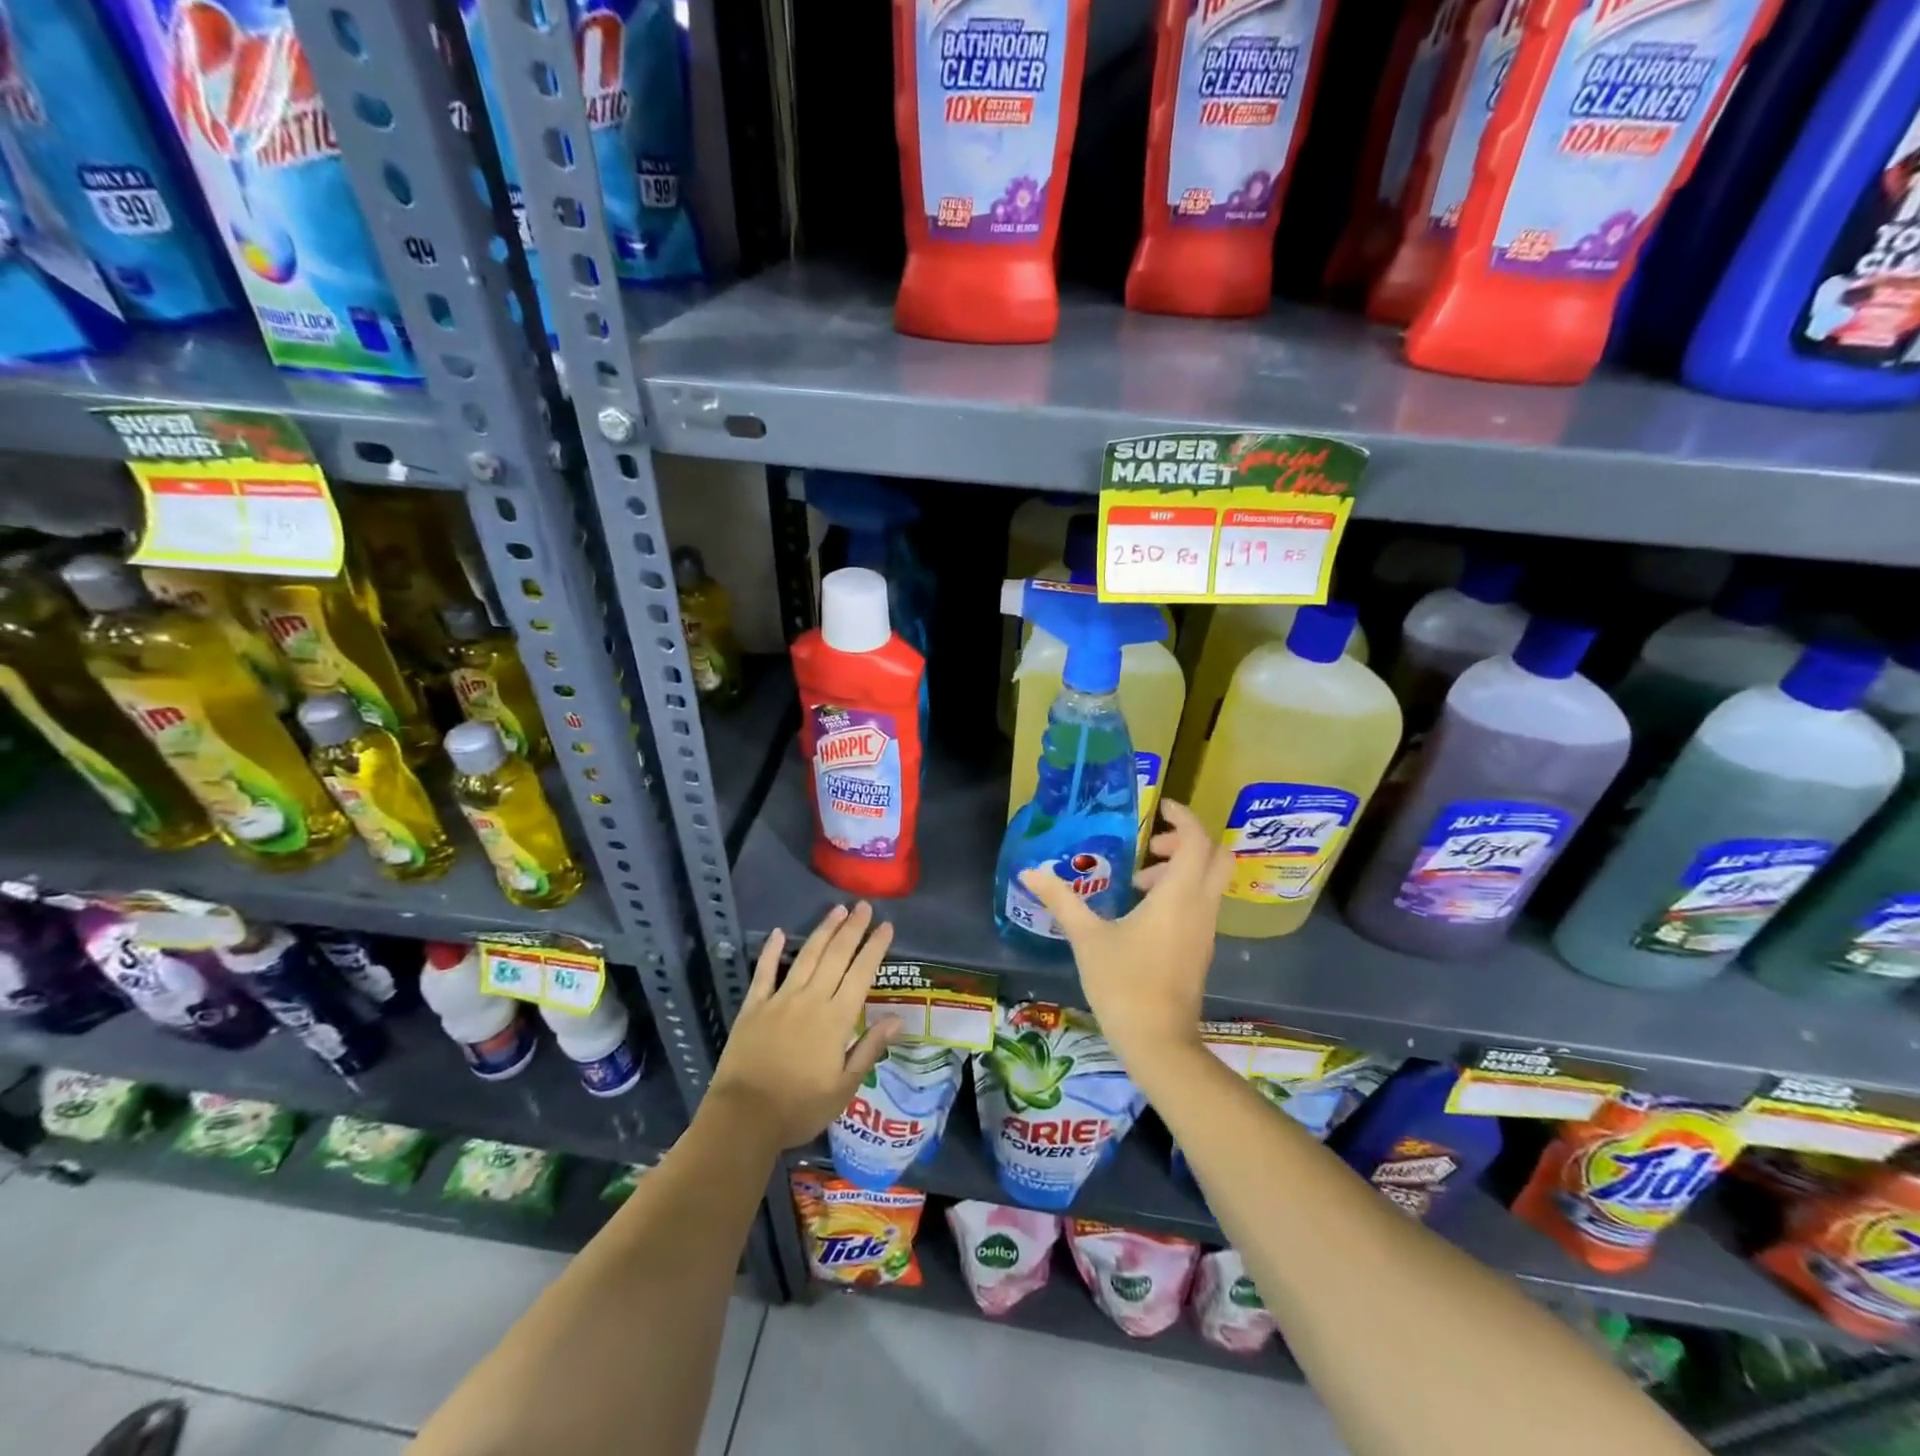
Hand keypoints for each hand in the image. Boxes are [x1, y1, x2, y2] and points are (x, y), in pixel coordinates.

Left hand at [707, 902, 900, 1149]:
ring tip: (837, 910)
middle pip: (836, 956)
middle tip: (864, 906)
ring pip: (806, 956)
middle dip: (852, 929)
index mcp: (837, 1018)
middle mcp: (811, 999)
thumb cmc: (800, 1107)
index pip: (862, 973)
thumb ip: (869, 1049)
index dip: (875, 947)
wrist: (744, 1117)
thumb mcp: (844, 1087)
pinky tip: (778, 933)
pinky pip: (764, 972)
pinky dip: (771, 951)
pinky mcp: (754, 1006)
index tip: (886, 926)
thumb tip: (898, 1019)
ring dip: (823, 931)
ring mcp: (780, 999)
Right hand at [1018, 799, 1229, 1071]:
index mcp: (1179, 896)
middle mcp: (1201, 907)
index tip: (1160, 808)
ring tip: (1137, 882)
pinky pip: (1201, 905)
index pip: (1198, 841)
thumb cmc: (1123, 983)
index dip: (1184, 818)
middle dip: (1188, 842)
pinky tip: (1142, 914)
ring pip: (1209, 882)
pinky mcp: (1201, 950)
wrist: (1158, 1042)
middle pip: (1216, 857)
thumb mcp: (1087, 938)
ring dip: (1180, 870)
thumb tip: (1030, 872)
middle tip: (1152, 846)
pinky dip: (1180, 893)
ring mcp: (1205, 930)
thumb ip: (1061, 900)